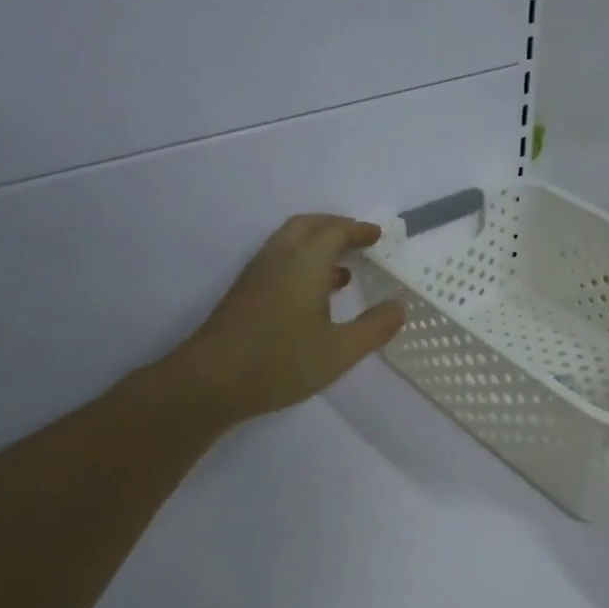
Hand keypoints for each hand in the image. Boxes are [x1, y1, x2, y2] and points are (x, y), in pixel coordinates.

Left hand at [156, 214, 405, 426]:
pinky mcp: (245, 293)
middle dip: (336, 227)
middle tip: (360, 240)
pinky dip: (303, 262)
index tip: (378, 236)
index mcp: (304, 262)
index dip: (359, 230)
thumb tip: (398, 307)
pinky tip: (316, 295)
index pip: (335, 231)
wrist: (211, 381)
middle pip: (308, 225)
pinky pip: (280, 260)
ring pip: (290, 242)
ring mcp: (257, 274)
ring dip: (317, 244)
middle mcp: (279, 258)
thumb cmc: (281, 362)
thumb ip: (374, 327)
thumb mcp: (340, 351)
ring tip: (344, 268)